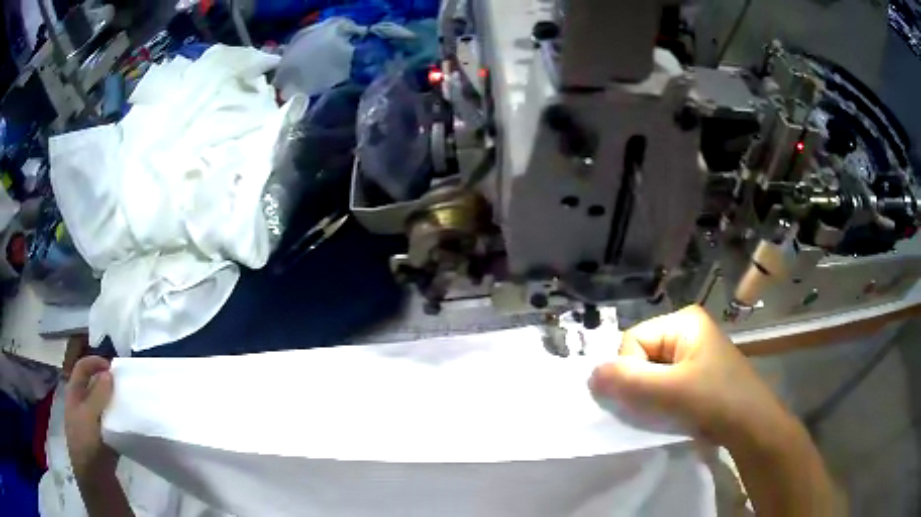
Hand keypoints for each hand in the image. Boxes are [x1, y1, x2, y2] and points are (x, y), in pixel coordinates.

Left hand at [66, 356, 117, 479]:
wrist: (95, 481)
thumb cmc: (86, 443)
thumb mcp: (89, 416)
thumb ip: (98, 394)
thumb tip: (109, 373)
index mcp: (74, 395)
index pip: (82, 368)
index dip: (94, 363)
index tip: (113, 367)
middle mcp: (81, 405)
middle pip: (93, 386)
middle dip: (107, 383)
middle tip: (124, 386)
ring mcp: (92, 424)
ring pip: (103, 405)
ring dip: (114, 402)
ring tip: (129, 404)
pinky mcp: (103, 439)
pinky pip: (111, 423)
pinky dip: (118, 420)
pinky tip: (128, 423)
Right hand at [589, 305, 791, 447]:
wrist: (751, 426)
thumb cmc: (715, 400)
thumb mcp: (669, 390)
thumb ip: (627, 381)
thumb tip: (590, 373)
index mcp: (683, 321)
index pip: (633, 340)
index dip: (630, 371)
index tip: (648, 395)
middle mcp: (687, 331)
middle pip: (640, 356)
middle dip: (640, 385)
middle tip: (656, 406)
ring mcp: (693, 353)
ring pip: (650, 373)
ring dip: (649, 396)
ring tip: (664, 412)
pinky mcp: (696, 375)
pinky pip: (663, 384)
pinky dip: (659, 401)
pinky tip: (670, 413)